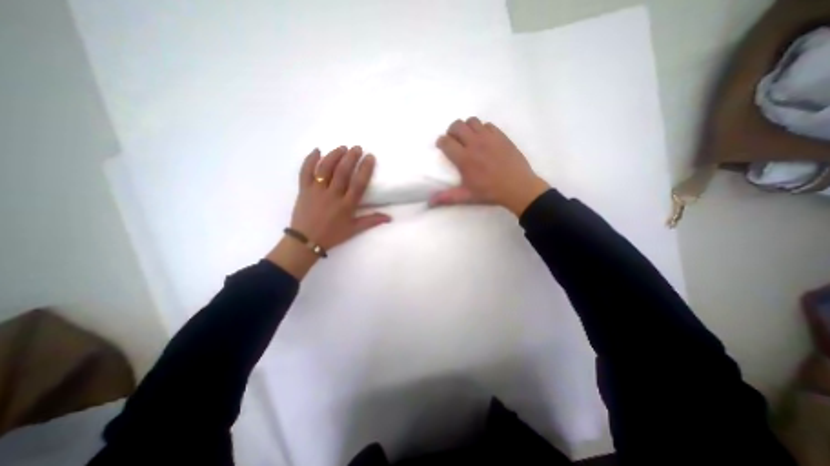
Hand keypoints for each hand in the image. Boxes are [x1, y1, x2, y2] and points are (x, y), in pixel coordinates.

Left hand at [268, 146, 392, 276]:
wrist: (306, 241)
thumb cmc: (332, 235)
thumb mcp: (354, 230)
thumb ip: (372, 221)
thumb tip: (389, 217)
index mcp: (346, 205)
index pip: (358, 183)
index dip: (365, 169)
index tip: (370, 157)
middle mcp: (332, 195)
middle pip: (342, 172)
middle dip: (351, 157)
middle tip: (357, 147)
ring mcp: (316, 191)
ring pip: (325, 168)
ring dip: (334, 155)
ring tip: (342, 147)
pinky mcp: (303, 190)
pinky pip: (305, 172)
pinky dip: (310, 160)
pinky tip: (317, 150)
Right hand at [428, 119, 549, 215]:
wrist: (517, 187)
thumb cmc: (489, 192)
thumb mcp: (466, 196)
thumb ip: (446, 197)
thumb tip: (429, 202)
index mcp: (464, 158)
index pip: (446, 142)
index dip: (441, 141)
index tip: (441, 145)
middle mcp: (474, 143)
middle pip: (457, 125)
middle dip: (451, 130)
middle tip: (453, 139)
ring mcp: (489, 137)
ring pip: (472, 121)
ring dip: (466, 127)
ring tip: (468, 137)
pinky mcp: (501, 136)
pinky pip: (487, 124)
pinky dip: (482, 129)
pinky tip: (484, 139)